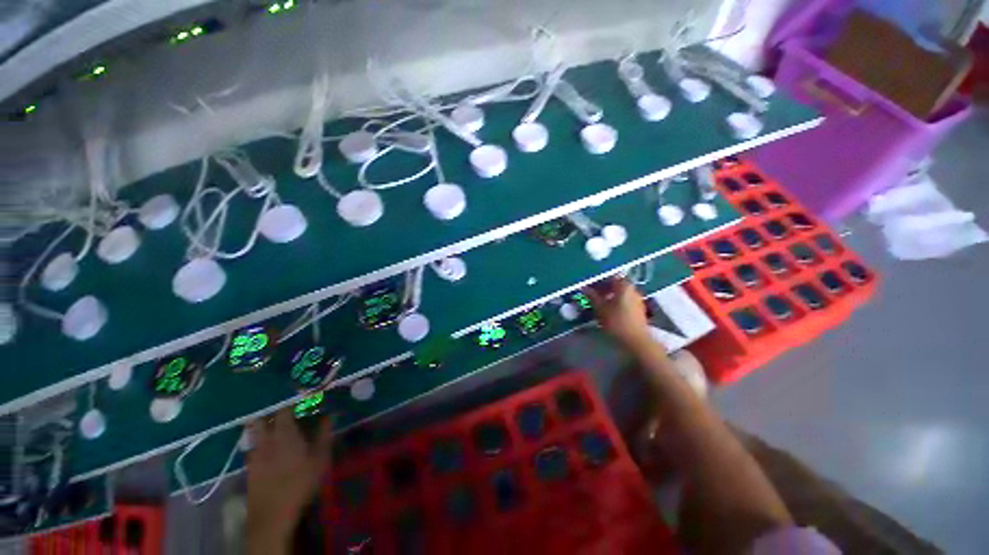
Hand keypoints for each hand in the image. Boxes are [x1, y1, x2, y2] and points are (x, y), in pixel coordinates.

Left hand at [246, 409, 332, 548]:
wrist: (272, 514)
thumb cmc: (300, 483)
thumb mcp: (320, 458)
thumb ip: (324, 433)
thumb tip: (330, 414)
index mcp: (285, 433)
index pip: (285, 408)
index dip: (291, 398)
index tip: (301, 392)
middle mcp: (266, 439)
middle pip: (263, 417)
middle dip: (271, 409)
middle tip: (284, 407)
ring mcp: (255, 453)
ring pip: (255, 431)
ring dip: (264, 423)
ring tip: (276, 423)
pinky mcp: (249, 466)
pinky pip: (253, 445)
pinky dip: (260, 439)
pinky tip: (269, 446)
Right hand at [584, 278, 654, 350]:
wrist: (636, 340)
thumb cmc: (616, 322)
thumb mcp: (600, 308)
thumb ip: (592, 296)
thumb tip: (584, 287)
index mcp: (624, 285)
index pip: (609, 276)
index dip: (598, 279)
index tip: (589, 284)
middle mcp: (633, 289)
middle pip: (615, 284)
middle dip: (602, 288)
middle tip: (590, 294)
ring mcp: (637, 299)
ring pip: (620, 293)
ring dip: (608, 295)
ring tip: (597, 303)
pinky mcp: (638, 309)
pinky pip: (624, 300)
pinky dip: (615, 302)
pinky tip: (607, 310)